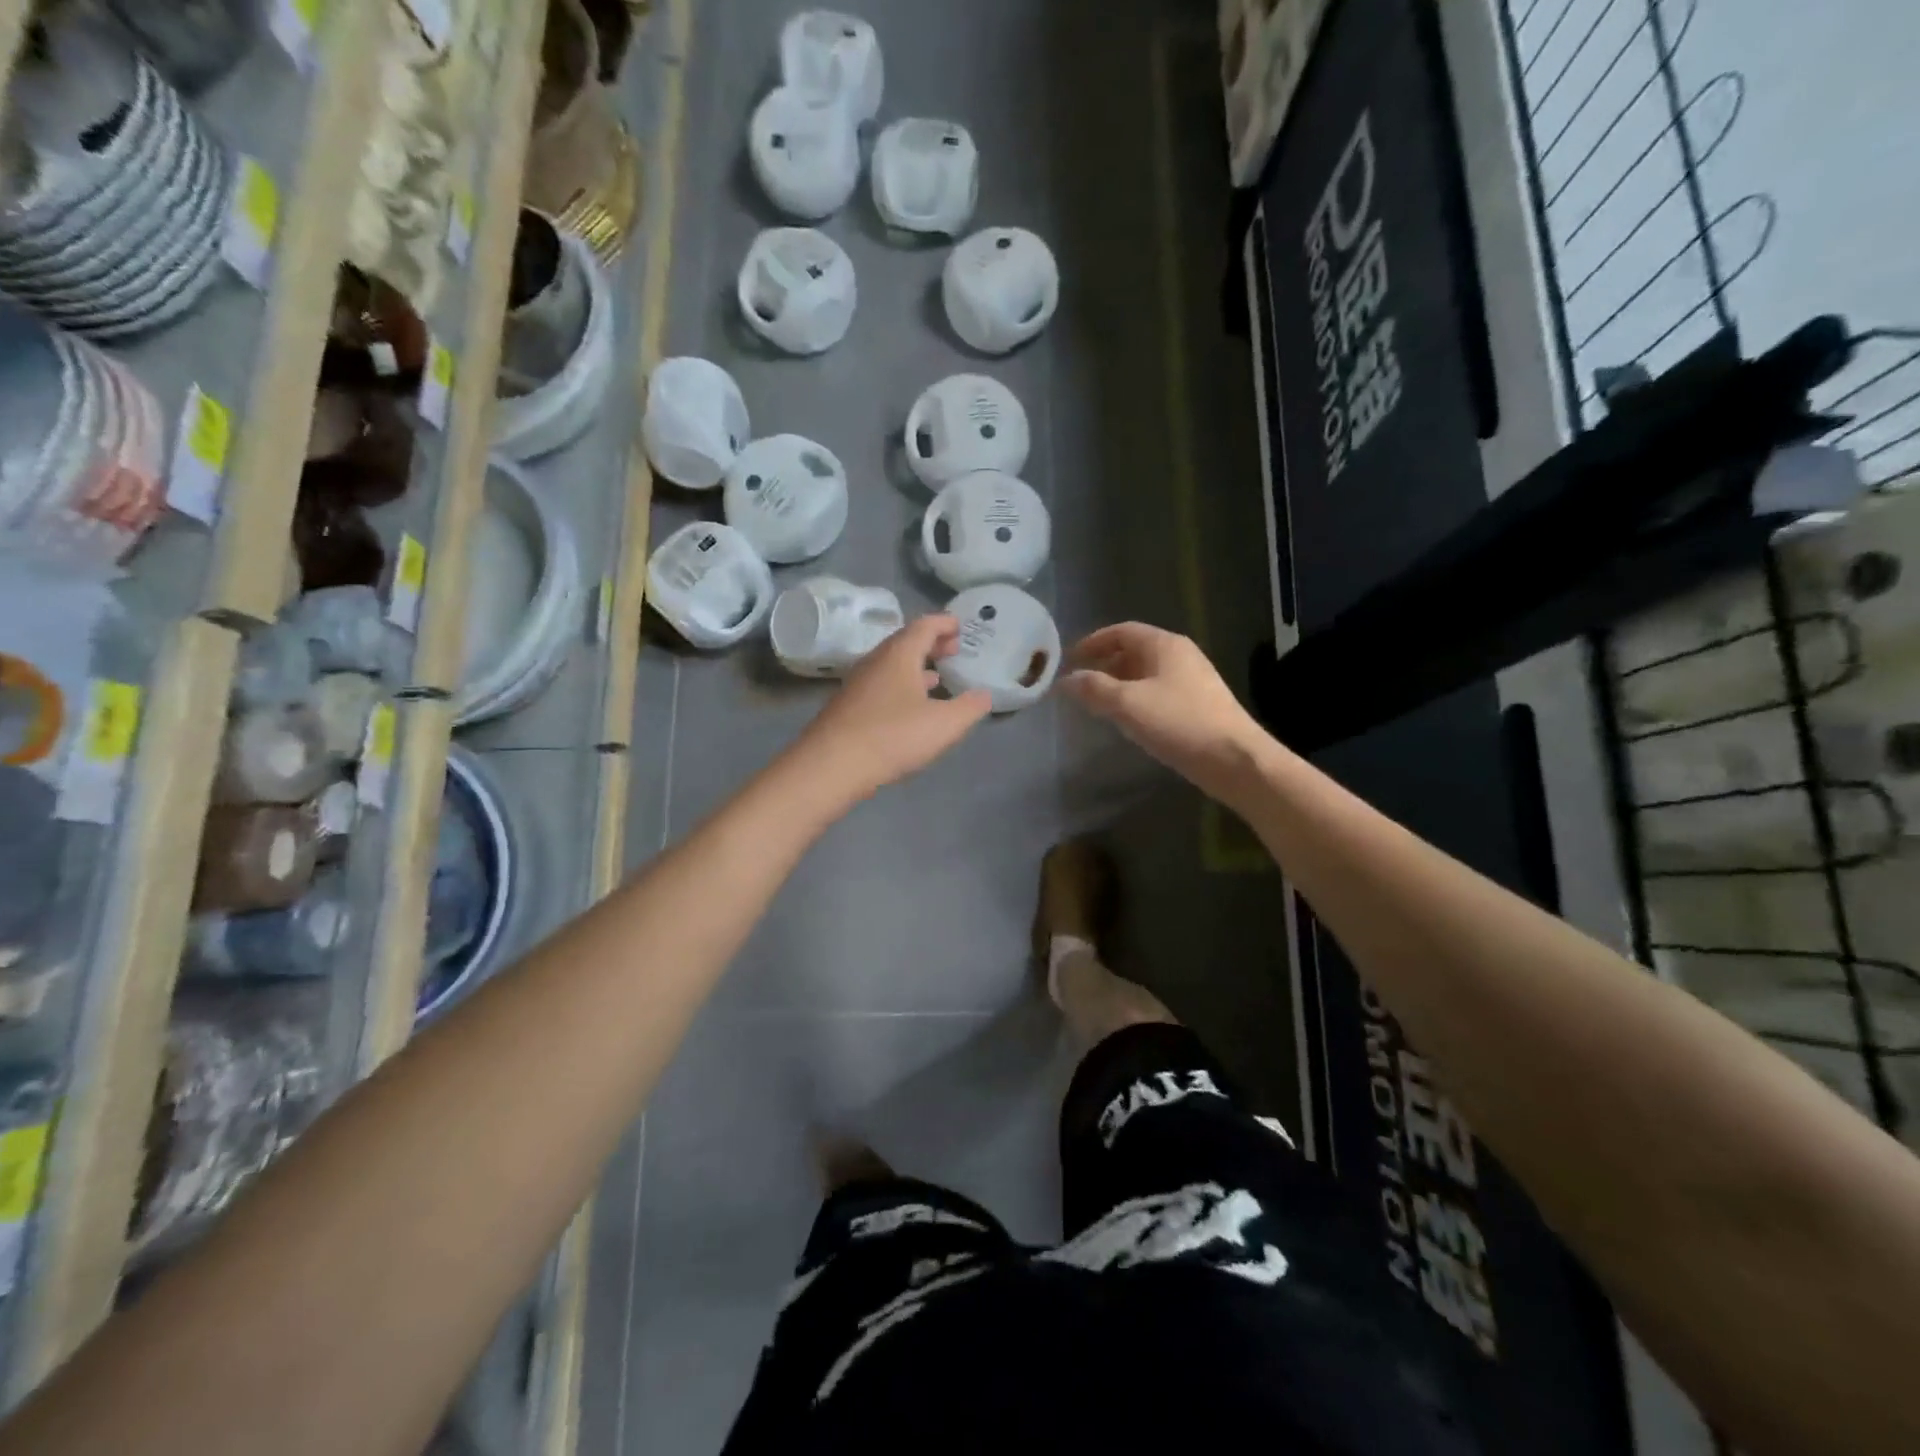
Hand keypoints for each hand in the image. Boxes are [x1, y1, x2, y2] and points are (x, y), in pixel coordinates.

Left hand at [793, 615, 991, 803]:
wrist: (832, 765)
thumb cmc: (893, 736)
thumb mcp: (944, 724)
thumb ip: (970, 707)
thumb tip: (984, 695)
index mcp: (899, 655)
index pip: (924, 626)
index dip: (944, 623)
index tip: (960, 626)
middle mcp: (875, 662)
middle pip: (905, 643)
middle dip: (931, 644)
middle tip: (952, 650)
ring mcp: (858, 684)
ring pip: (891, 666)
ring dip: (914, 667)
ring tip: (935, 676)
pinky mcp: (848, 707)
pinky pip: (880, 685)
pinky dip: (900, 686)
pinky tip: (908, 707)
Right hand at [1061, 623, 1269, 801]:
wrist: (1234, 760)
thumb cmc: (1178, 723)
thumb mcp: (1128, 704)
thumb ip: (1094, 688)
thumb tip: (1066, 679)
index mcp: (1165, 645)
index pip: (1122, 631)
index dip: (1093, 642)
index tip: (1070, 659)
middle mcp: (1181, 655)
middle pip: (1134, 651)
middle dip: (1105, 664)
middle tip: (1080, 683)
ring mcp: (1192, 681)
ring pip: (1146, 674)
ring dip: (1120, 684)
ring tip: (1097, 703)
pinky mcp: (1198, 705)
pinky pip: (1158, 692)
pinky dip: (1137, 699)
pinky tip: (1128, 720)